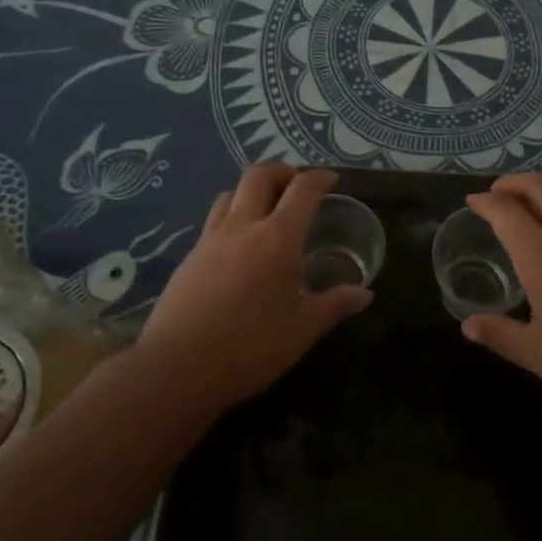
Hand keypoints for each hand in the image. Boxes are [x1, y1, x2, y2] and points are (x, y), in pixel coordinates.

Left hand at [136, 164, 370, 410]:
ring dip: (252, 190)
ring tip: (266, 209)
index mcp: (277, 239)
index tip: (332, 180)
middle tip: (296, 185)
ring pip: (231, 193)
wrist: (176, 369)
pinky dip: (232, 214)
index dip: (320, 178)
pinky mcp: (189, 256)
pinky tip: (238, 244)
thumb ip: (334, 305)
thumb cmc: (249, 349)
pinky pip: (214, 219)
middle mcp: (243, 227)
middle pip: (259, 175)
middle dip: (282, 170)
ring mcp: (210, 239)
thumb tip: (365, 294)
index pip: (302, 190)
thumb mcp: (301, 331)